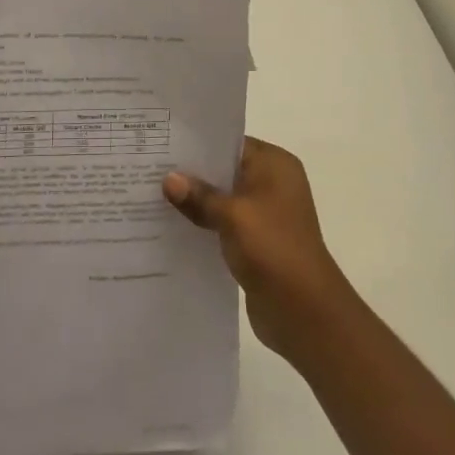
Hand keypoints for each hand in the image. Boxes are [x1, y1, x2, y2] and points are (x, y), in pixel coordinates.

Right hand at [164, 137, 355, 364]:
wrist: (305, 312)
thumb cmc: (273, 249)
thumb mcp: (232, 216)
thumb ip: (199, 196)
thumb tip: (168, 179)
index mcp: (275, 165)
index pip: (230, 142)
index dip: (197, 144)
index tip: (161, 143)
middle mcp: (273, 183)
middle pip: (225, 170)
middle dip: (191, 173)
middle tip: (150, 168)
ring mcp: (266, 214)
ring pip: (222, 199)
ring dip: (195, 201)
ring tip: (152, 196)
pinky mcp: (257, 242)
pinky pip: (224, 224)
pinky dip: (204, 224)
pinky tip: (172, 227)